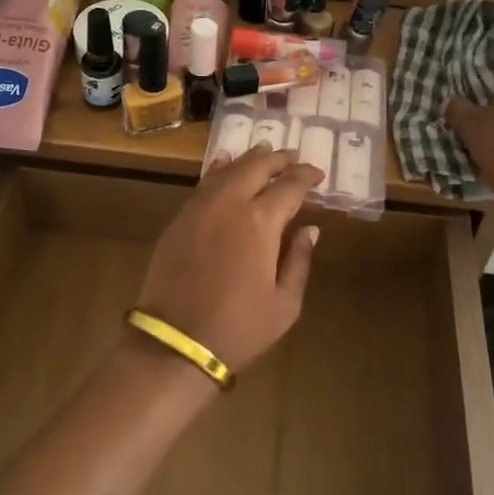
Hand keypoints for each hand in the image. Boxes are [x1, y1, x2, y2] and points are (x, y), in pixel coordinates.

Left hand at [135, 147, 324, 374]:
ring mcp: (200, 208)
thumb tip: (310, 229)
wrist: (175, 344)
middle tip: (294, 157)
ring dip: (249, 158)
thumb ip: (299, 261)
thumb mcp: (284, 304)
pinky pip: (203, 183)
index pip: (289, 186)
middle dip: (279, 159)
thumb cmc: (238, 329)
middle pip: (257, 167)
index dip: (306, 177)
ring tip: (264, 151)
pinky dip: (218, 169)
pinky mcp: (180, 219)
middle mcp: (230, 204)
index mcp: (261, 222)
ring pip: (228, 169)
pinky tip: (225, 163)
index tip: (318, 175)